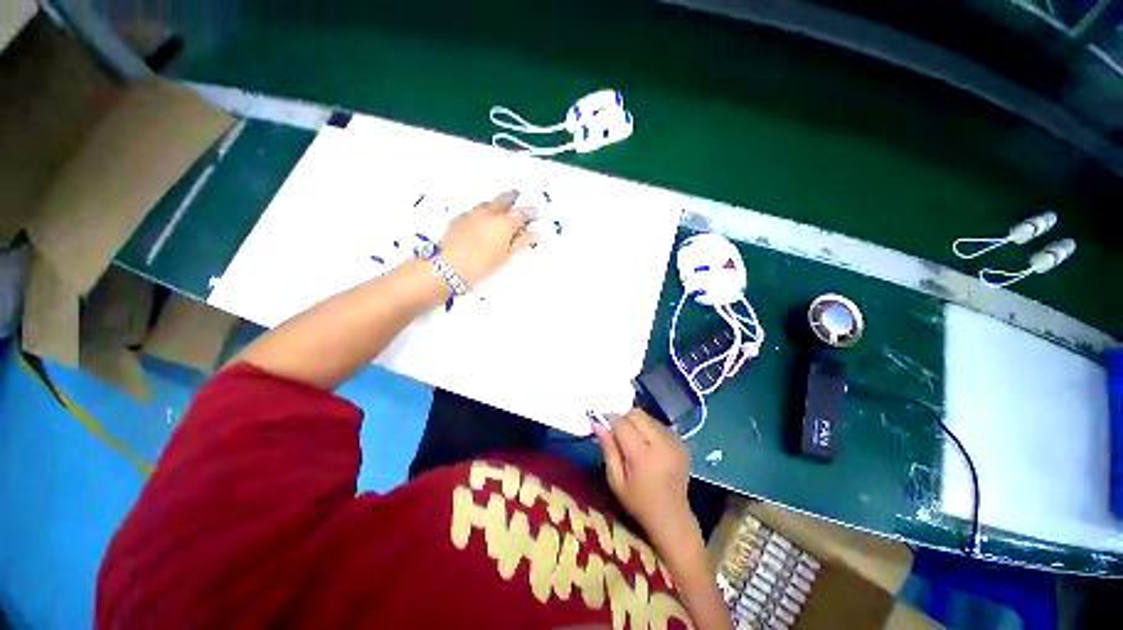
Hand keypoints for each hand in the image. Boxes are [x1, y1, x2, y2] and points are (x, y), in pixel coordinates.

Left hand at [439, 190, 537, 286]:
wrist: (448, 267)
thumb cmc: (482, 265)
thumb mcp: (506, 256)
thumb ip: (522, 242)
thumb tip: (537, 233)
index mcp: (504, 222)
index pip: (523, 213)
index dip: (532, 212)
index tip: (538, 213)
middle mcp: (489, 212)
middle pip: (505, 199)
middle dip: (514, 198)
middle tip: (519, 200)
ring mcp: (473, 212)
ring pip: (489, 204)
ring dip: (497, 206)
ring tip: (500, 217)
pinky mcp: (459, 217)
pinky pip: (476, 212)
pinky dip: (483, 215)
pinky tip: (482, 226)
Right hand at [593, 409, 699, 549]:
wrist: (672, 517)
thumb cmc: (638, 502)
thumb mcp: (616, 480)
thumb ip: (608, 449)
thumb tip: (597, 423)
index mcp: (644, 456)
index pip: (622, 424)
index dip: (610, 420)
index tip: (603, 425)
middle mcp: (662, 444)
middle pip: (637, 414)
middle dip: (624, 419)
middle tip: (619, 435)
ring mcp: (675, 441)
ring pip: (648, 417)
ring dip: (637, 423)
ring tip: (635, 442)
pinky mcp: (682, 442)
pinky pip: (659, 424)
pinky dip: (650, 428)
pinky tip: (649, 445)